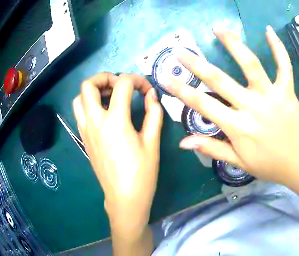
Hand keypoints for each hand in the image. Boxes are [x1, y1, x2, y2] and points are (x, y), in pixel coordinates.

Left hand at [72, 73, 162, 229]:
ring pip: (79, 98)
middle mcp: (95, 122)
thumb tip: (151, 95)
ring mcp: (86, 130)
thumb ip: (153, 114)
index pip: (122, 84)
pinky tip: (102, 114)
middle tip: (118, 86)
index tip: (146, 90)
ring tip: (107, 97)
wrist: (124, 199)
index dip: (137, 80)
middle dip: (105, 77)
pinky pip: (80, 113)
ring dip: (92, 91)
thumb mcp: (152, 144)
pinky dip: (88, 104)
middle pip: (89, 85)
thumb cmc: (141, 174)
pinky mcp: (84, 139)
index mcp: (115, 121)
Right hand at [165, 26, 298, 186]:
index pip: (202, 104)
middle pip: (219, 79)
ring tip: (218, 29)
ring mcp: (272, 96)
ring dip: (233, 44)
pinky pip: (284, 66)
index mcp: (238, 126)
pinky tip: (269, 31)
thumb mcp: (238, 163)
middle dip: (196, 64)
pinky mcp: (288, 91)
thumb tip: (182, 142)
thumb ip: (211, 148)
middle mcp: (252, 106)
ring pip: (250, 64)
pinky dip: (278, 48)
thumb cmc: (270, 166)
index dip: (181, 90)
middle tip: (180, 51)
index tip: (165, 77)